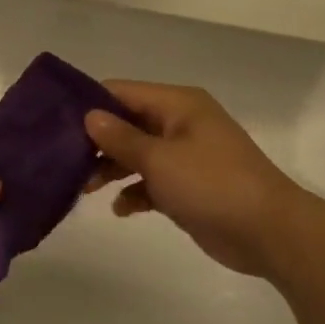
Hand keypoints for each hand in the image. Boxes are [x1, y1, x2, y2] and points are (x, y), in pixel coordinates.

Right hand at [85, 82, 306, 277]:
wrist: (268, 231)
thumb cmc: (212, 184)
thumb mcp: (160, 159)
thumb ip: (121, 138)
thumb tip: (90, 115)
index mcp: (178, 104)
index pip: (123, 92)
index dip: (90, 104)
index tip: (55, 124)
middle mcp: (180, 123)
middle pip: (127, 123)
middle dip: (97, 142)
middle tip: (64, 162)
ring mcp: (186, 156)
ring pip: (137, 154)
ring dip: (112, 169)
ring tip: (84, 188)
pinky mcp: (188, 187)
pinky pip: (152, 181)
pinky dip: (135, 192)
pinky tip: (121, 209)